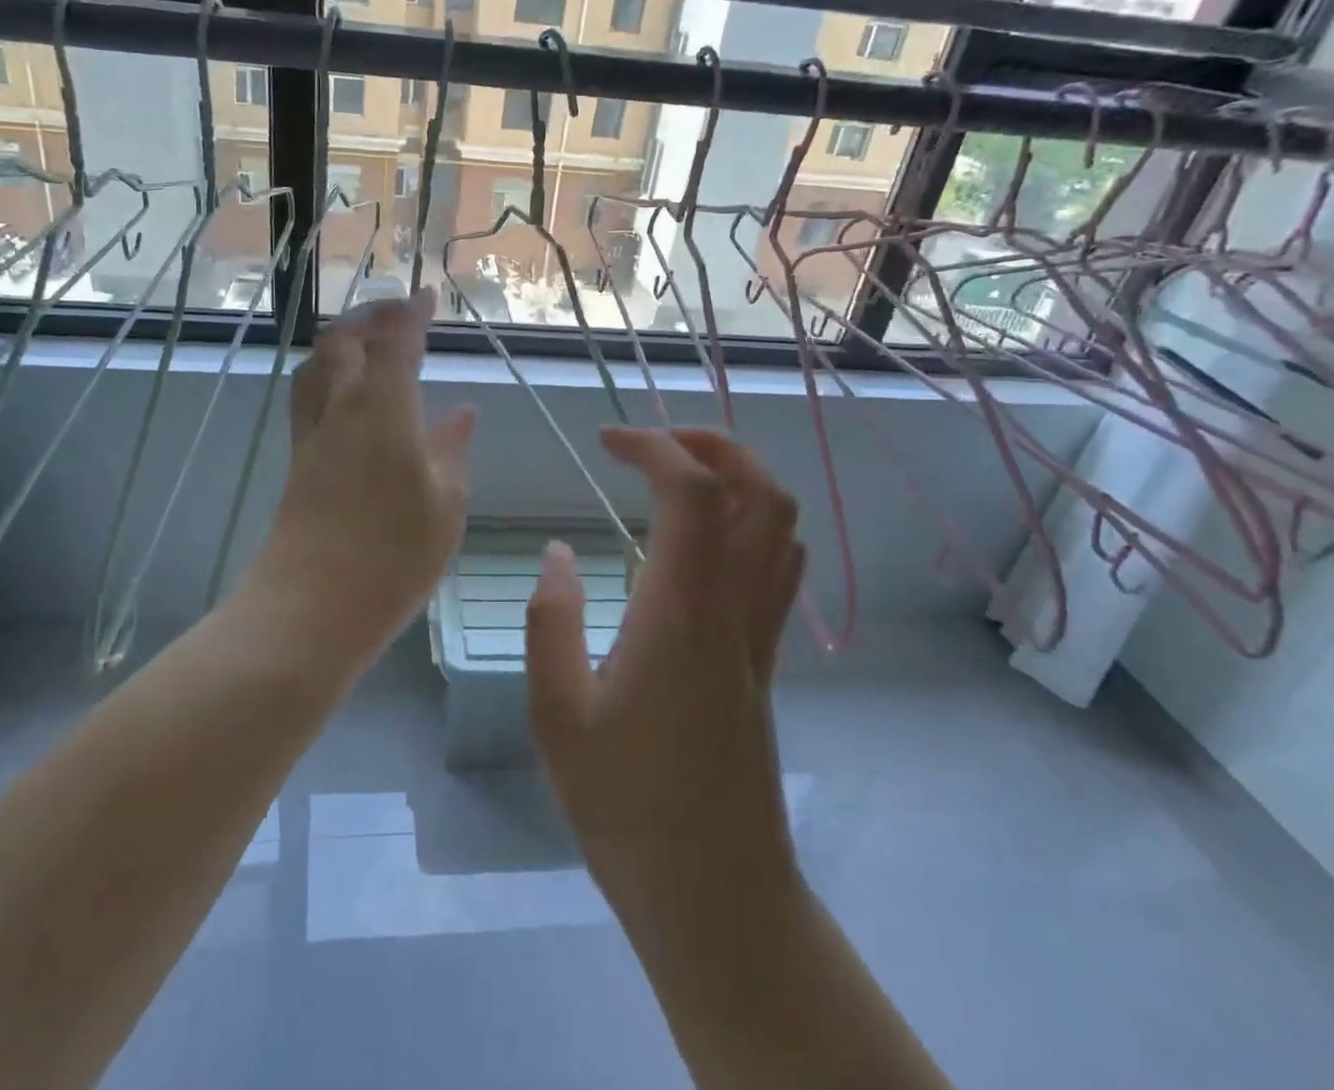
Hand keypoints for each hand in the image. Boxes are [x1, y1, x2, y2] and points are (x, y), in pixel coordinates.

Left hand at [244, 290, 475, 679]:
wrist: (311, 607)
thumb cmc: (393, 555)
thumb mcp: (444, 503)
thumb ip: (450, 450)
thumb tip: (460, 413)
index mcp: (382, 409)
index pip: (396, 344)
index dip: (411, 315)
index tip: (425, 295)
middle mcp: (340, 410)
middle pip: (342, 342)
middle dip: (369, 317)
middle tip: (397, 314)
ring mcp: (312, 436)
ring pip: (316, 367)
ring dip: (340, 344)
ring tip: (367, 345)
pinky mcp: (298, 463)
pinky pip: (309, 399)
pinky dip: (329, 379)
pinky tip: (350, 401)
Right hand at [526, 427, 802, 926]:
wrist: (717, 894)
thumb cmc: (626, 809)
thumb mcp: (558, 717)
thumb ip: (551, 624)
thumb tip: (557, 552)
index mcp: (680, 613)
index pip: (693, 493)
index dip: (655, 446)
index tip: (606, 440)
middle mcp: (732, 608)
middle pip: (758, 491)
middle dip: (710, 443)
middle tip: (650, 445)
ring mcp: (760, 633)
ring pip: (782, 523)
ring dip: (739, 475)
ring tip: (678, 475)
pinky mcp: (766, 658)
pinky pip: (781, 564)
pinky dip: (755, 520)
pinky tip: (708, 537)